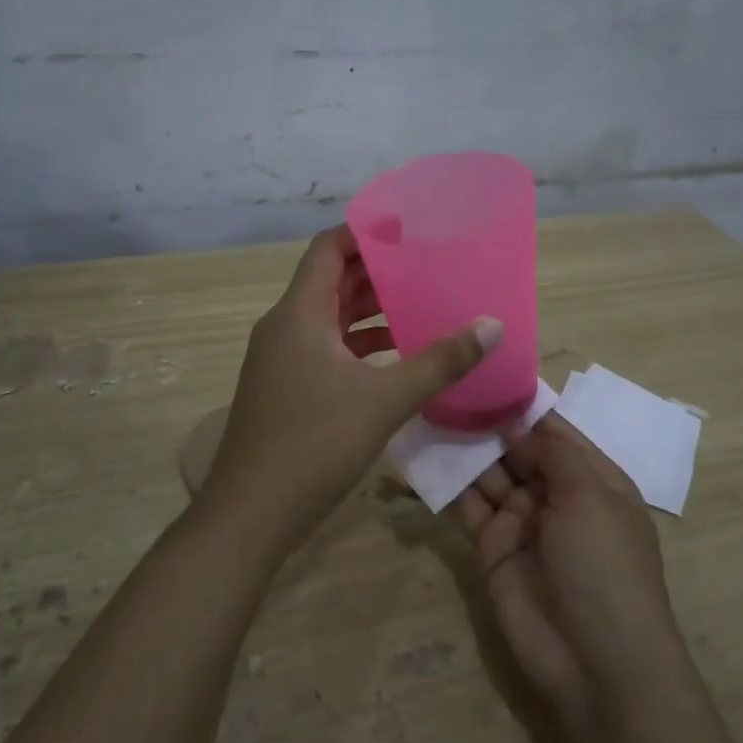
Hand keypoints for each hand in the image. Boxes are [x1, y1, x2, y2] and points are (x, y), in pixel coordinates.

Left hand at [202, 226, 500, 545]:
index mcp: (299, 313)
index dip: (365, 232)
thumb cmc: (314, 444)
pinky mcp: (285, 387)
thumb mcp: (384, 400)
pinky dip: (358, 344)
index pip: (328, 248)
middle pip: (331, 280)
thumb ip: (439, 362)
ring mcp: (281, 359)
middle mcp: (284, 327)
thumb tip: (491, 326)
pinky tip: (395, 356)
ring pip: (329, 317)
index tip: (409, 229)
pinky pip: (325, 348)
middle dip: (376, 271)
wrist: (251, 513)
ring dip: (369, 310)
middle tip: (426, 265)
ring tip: (419, 304)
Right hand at [454, 412, 688, 736]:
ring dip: (465, 450)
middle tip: (446, 389)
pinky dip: (450, 485)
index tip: (485, 374)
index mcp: (593, 479)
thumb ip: (552, 452)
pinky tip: (426, 456)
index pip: (555, 430)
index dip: (523, 405)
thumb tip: (515, 423)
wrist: (596, 663)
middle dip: (487, 423)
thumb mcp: (590, 496)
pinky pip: (469, 508)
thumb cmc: (605, 567)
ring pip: (489, 475)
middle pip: (517, 449)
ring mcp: (523, 523)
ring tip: (430, 412)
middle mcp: (557, 495)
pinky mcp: (492, 549)